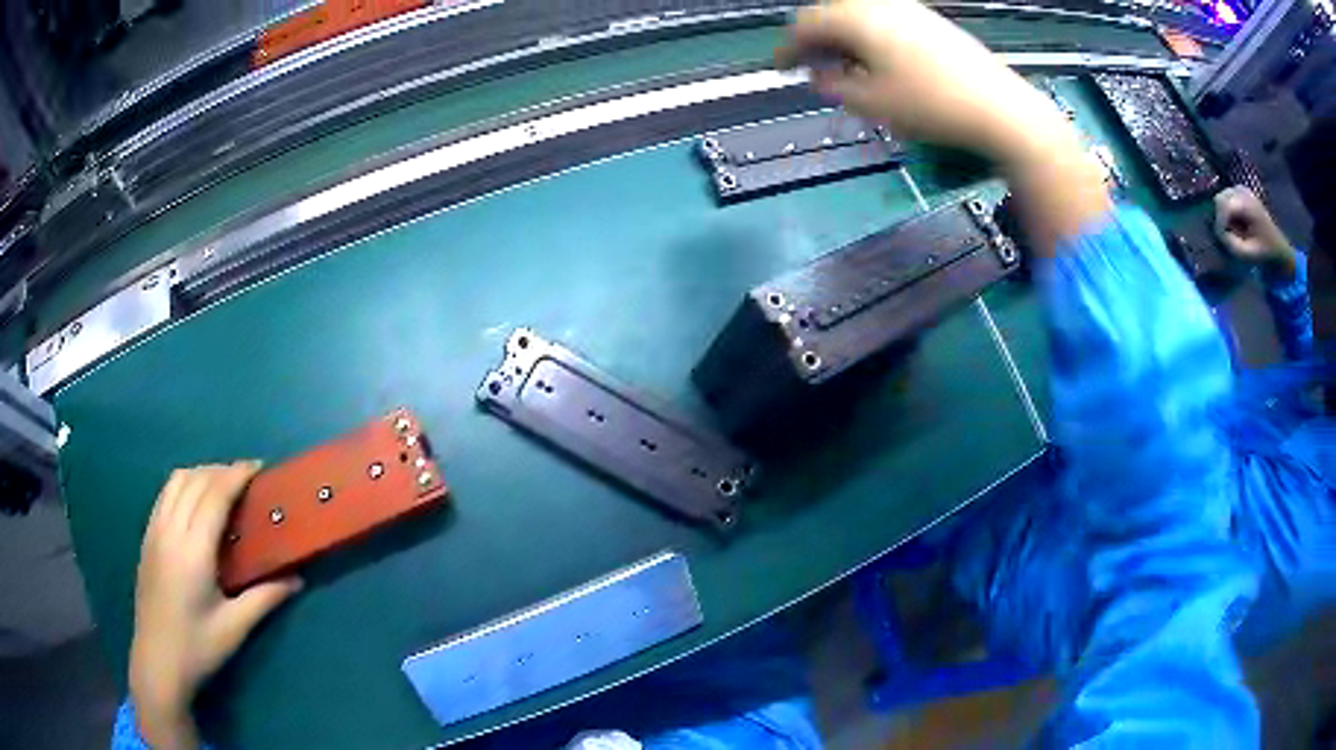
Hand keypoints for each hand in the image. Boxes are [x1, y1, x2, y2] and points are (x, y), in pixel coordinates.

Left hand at [130, 462, 301, 748]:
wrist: (157, 661)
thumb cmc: (198, 647)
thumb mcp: (235, 627)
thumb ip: (265, 598)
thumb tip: (296, 579)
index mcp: (193, 551)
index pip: (214, 495)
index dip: (236, 475)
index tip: (258, 468)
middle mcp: (171, 530)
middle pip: (195, 480)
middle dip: (222, 470)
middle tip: (247, 479)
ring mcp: (155, 530)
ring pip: (176, 481)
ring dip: (201, 473)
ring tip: (221, 485)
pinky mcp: (147, 537)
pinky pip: (165, 494)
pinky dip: (183, 484)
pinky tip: (194, 501)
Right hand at [774, 0, 1071, 162]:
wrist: (999, 107)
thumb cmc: (930, 106)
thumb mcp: (872, 103)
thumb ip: (835, 86)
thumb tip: (819, 76)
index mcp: (856, 17)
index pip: (805, 25)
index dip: (787, 48)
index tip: (779, 69)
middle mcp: (879, 3)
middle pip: (831, 13)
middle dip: (814, 39)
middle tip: (808, 66)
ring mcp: (909, 8)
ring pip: (859, 15)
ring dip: (842, 37)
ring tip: (841, 66)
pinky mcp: (931, 21)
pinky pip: (885, 20)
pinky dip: (869, 36)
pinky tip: (876, 60)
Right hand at [1213, 187, 1295, 282]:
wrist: (1278, 246)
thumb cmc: (1264, 252)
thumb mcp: (1248, 254)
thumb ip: (1231, 243)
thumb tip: (1219, 232)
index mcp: (1246, 204)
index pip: (1222, 205)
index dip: (1219, 223)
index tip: (1222, 239)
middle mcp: (1242, 191)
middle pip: (1220, 199)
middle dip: (1220, 218)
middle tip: (1228, 235)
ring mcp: (1242, 189)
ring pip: (1221, 198)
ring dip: (1223, 215)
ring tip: (1233, 230)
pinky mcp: (1241, 191)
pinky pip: (1226, 197)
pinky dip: (1227, 210)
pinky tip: (1235, 222)